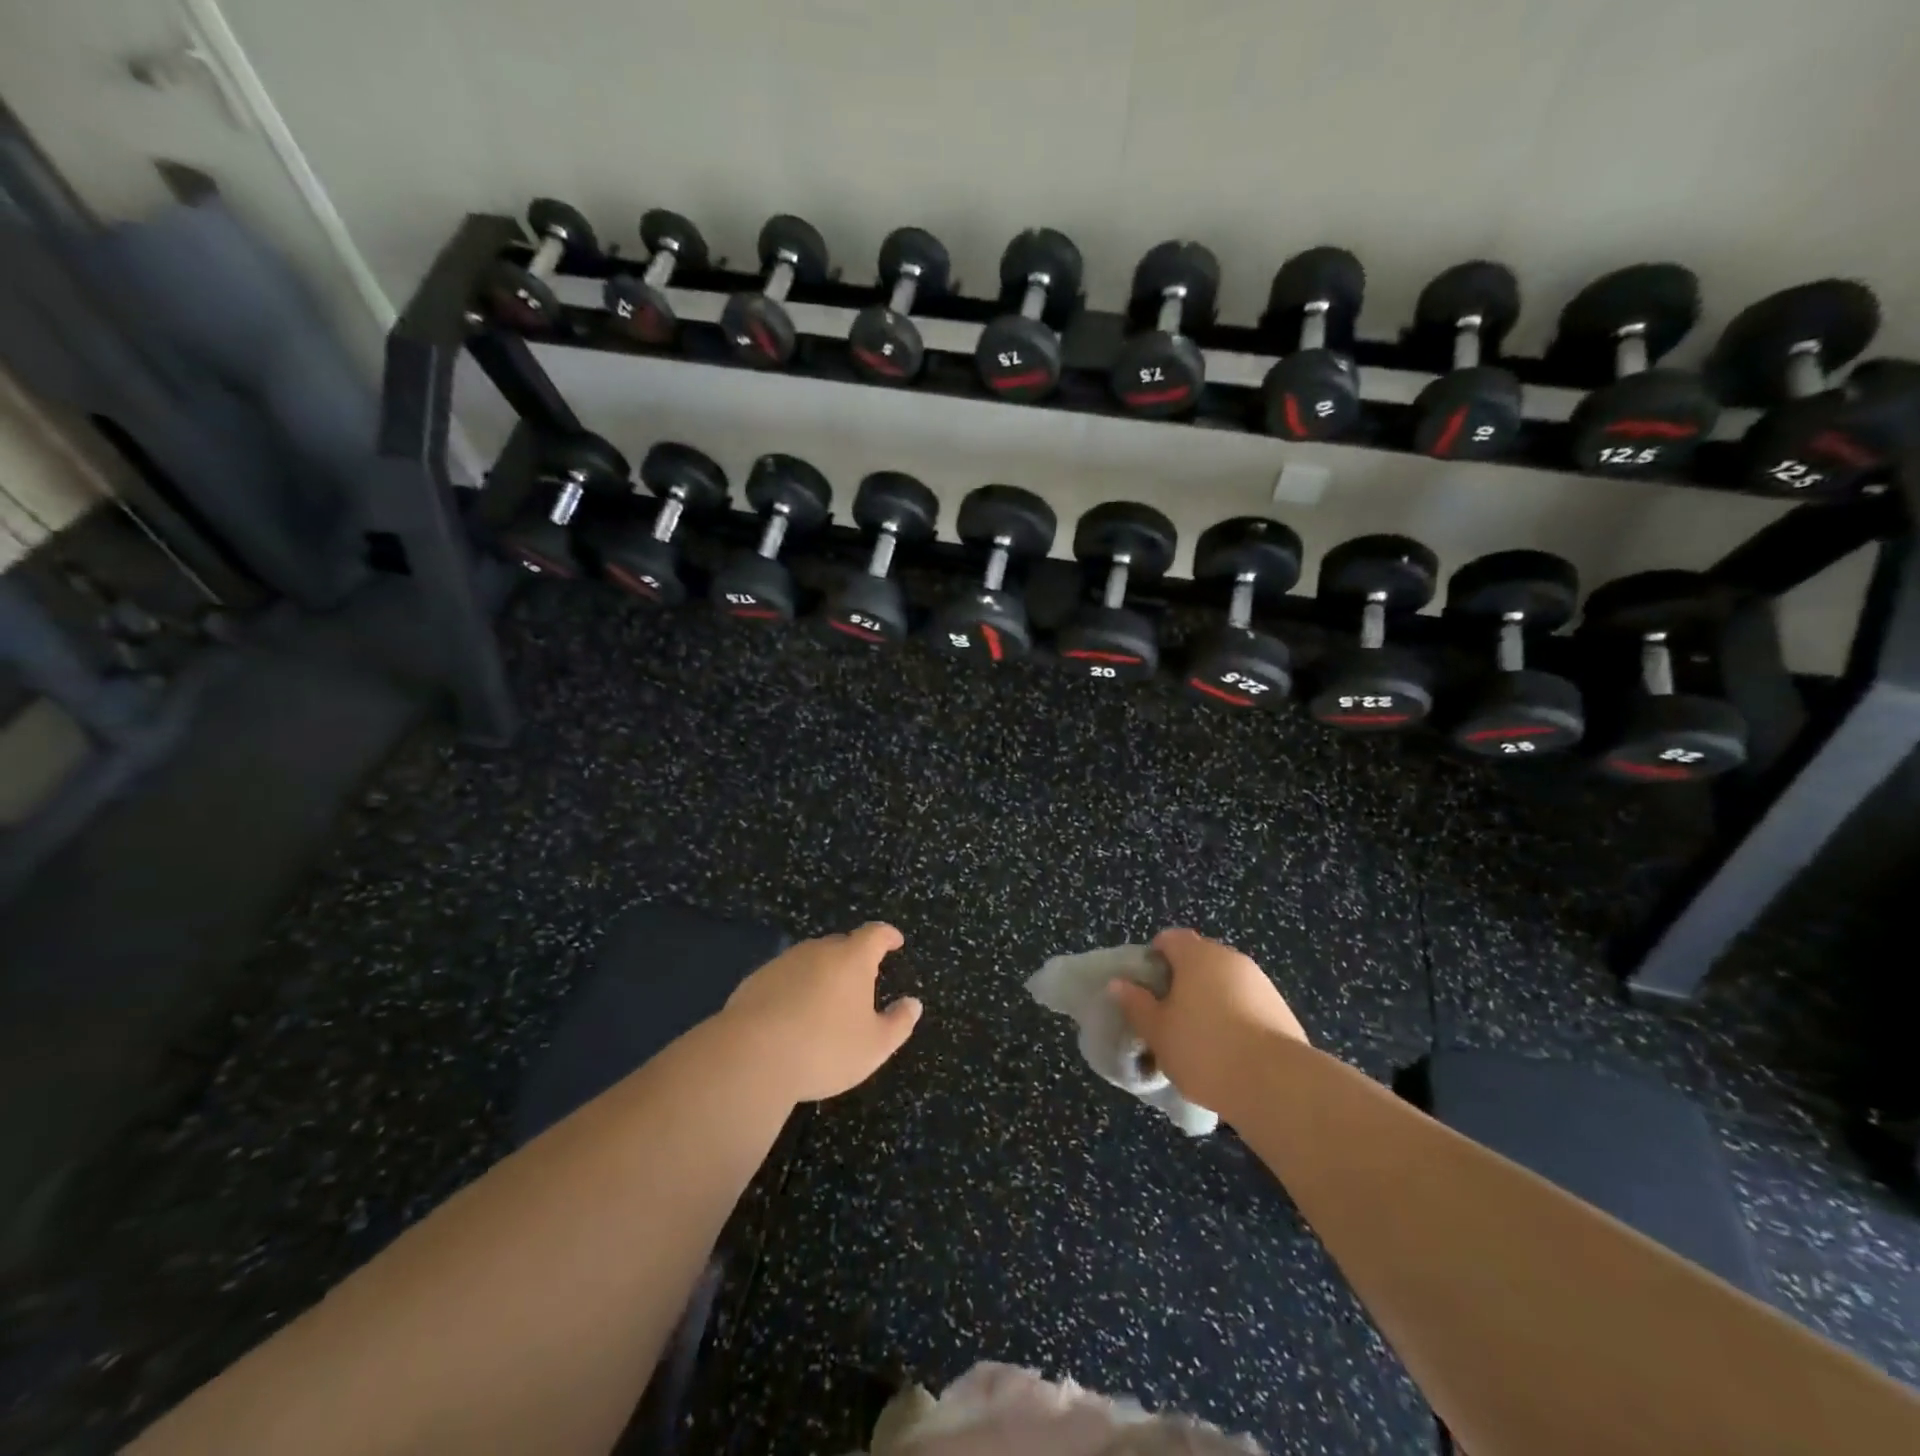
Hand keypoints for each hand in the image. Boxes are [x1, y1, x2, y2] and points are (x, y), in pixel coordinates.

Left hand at [721, 923, 922, 1102]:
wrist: (750, 1057)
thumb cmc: (824, 1049)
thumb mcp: (874, 1046)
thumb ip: (899, 1023)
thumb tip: (913, 1003)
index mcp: (852, 959)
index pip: (875, 934)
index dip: (887, 936)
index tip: (895, 941)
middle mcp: (818, 951)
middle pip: (841, 944)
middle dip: (854, 958)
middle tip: (861, 981)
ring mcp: (783, 963)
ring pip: (810, 960)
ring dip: (822, 974)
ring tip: (826, 1002)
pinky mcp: (754, 981)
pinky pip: (784, 978)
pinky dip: (794, 989)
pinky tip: (792, 1017)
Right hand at [1109, 928, 1306, 1115]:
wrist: (1277, 1084)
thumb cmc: (1204, 1049)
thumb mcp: (1157, 1031)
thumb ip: (1136, 1004)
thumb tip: (1119, 984)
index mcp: (1197, 955)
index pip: (1170, 939)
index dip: (1154, 958)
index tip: (1146, 989)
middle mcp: (1230, 959)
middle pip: (1198, 960)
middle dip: (1182, 982)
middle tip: (1168, 1016)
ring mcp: (1260, 983)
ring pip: (1224, 983)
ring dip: (1209, 1001)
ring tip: (1199, 1040)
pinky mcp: (1282, 1010)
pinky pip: (1247, 1005)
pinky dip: (1234, 1019)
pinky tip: (1229, 1052)